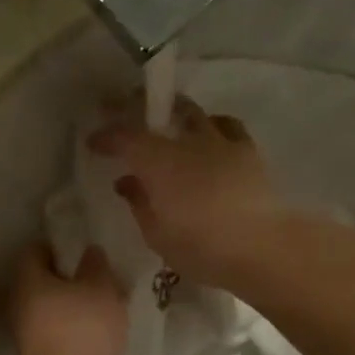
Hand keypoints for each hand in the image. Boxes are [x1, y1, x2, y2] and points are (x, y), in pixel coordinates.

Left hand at [9, 243, 127, 354]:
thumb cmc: (83, 328)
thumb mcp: (101, 289)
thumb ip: (97, 267)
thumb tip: (90, 252)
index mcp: (27, 279)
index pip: (35, 251)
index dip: (58, 247)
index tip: (82, 250)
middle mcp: (18, 304)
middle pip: (41, 282)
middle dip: (67, 280)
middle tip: (97, 279)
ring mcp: (25, 335)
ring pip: (49, 310)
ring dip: (70, 308)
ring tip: (103, 307)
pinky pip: (56, 334)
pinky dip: (72, 331)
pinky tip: (97, 334)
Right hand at [87, 99, 286, 286]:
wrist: (262, 247)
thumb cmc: (200, 246)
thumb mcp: (156, 234)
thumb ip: (138, 202)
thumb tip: (126, 182)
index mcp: (158, 162)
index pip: (124, 136)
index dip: (105, 136)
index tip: (92, 142)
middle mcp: (188, 141)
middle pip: (159, 111)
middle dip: (136, 107)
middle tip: (122, 110)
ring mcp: (221, 142)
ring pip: (194, 113)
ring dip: (176, 114)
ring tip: (169, 124)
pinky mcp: (248, 151)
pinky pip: (226, 126)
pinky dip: (212, 126)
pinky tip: (210, 137)